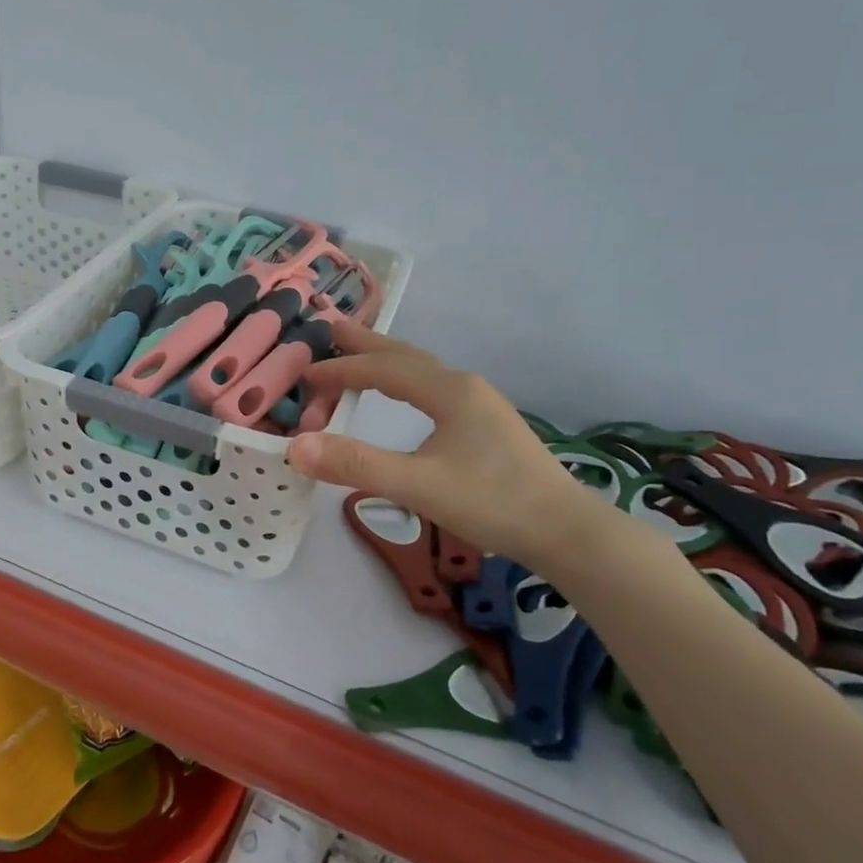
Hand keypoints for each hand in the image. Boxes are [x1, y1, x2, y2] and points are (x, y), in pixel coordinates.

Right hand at [285, 319, 595, 566]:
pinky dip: (403, 382)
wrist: (567, 533)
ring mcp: (479, 406)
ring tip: (357, 357)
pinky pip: (432, 389)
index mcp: (448, 391)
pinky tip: (404, 398)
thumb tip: (295, 447)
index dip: (339, 370)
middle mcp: (463, 387)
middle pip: (404, 356)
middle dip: (364, 344)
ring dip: (384, 362)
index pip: (381, 369)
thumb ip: (356, 464)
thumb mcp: (419, 485)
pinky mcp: (486, 427)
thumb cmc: (493, 503)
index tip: (304, 377)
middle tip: (329, 329)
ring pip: (421, 372)